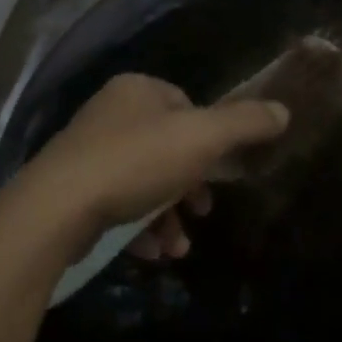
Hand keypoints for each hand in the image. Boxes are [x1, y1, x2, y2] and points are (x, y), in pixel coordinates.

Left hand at [13, 74, 289, 260]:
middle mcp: (110, 112)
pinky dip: (139, 227)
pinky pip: (118, 202)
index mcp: (137, 89)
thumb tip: (283, 110)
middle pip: (166, 147)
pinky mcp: (73, 188)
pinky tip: (149, 252)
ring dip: (167, 216)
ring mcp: (88, 151)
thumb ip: (244, 124)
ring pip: (144, 181)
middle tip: (202, 214)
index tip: (220, 173)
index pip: (186, 105)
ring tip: (177, 248)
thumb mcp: (201, 138)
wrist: (58, 207)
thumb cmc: (136, 162)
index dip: (208, 139)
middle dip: (189, 188)